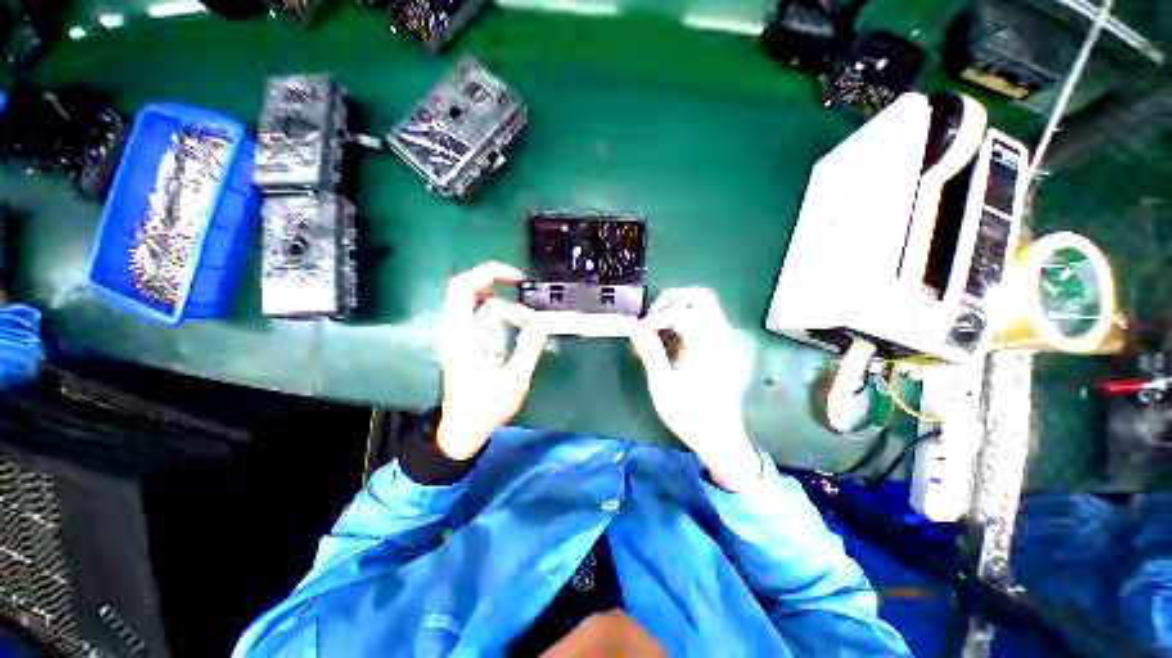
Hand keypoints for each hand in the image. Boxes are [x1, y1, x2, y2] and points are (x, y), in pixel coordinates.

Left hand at [436, 263, 548, 459]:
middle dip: (489, 274)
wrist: (462, 427)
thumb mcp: (516, 380)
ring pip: (459, 293)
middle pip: (460, 286)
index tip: (536, 320)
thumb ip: (530, 347)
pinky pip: (464, 306)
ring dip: (484, 284)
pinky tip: (501, 306)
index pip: (492, 308)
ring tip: (511, 288)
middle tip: (516, 279)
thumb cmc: (489, 407)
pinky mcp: (454, 338)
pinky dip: (482, 297)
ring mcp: (451, 333)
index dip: (519, 310)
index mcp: (468, 342)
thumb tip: (542, 321)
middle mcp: (454, 332)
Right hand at [630, 289, 762, 491]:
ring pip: (706, 306)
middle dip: (672, 300)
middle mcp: (721, 335)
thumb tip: (636, 327)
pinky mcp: (724, 348)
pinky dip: (688, 319)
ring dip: (679, 308)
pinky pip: (707, 320)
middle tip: (651, 316)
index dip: (654, 319)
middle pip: (700, 297)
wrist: (720, 437)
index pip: (679, 314)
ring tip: (658, 327)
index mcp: (706, 344)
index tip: (639, 334)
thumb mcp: (662, 384)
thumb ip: (650, 351)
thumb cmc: (689, 413)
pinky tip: (672, 339)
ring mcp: (726, 341)